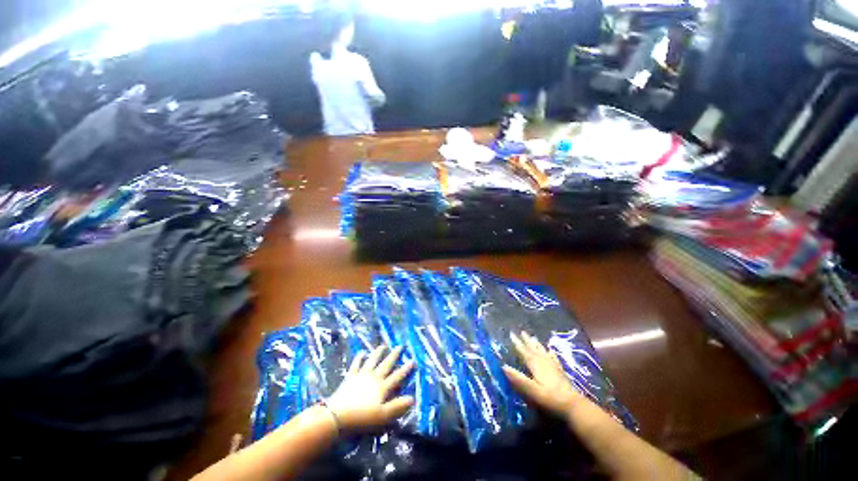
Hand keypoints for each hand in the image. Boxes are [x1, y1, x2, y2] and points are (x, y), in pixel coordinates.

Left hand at [327, 345, 414, 431]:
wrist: (338, 416)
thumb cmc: (362, 418)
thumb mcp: (383, 415)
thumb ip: (398, 406)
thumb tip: (412, 398)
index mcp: (383, 387)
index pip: (397, 376)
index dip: (405, 369)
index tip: (413, 360)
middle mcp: (374, 377)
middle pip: (386, 364)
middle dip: (394, 355)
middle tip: (400, 346)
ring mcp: (362, 375)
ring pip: (372, 360)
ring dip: (378, 352)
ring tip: (383, 345)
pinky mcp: (351, 376)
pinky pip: (356, 364)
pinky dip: (359, 357)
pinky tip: (362, 352)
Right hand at [503, 331, 581, 419]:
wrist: (573, 405)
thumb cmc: (550, 398)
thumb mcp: (532, 390)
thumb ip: (518, 379)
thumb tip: (504, 366)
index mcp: (536, 365)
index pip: (524, 351)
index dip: (517, 343)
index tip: (511, 333)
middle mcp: (544, 362)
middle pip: (533, 348)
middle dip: (527, 340)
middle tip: (522, 331)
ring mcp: (553, 366)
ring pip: (542, 351)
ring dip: (536, 344)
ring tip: (533, 337)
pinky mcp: (560, 371)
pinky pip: (552, 358)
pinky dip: (549, 353)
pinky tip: (550, 351)